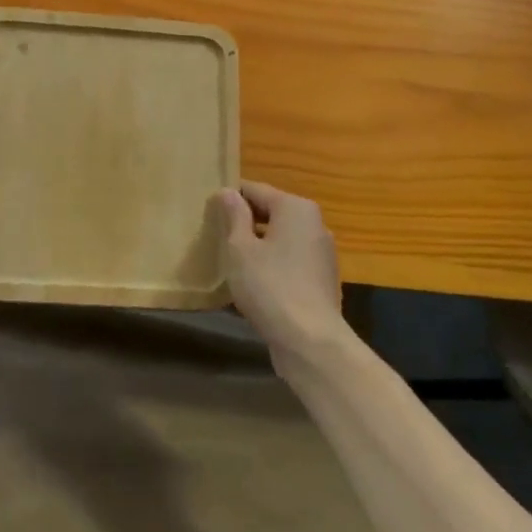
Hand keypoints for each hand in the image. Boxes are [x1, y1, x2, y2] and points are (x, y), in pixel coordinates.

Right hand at [217, 180, 347, 370]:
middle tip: (216, 237)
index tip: (208, 211)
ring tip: (232, 261)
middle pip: (271, 213)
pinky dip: (273, 265)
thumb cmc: (270, 286)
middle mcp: (315, 223)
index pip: (255, 190)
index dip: (230, 198)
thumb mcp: (240, 248)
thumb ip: (234, 216)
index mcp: (296, 208)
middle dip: (245, 223)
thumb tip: (228, 191)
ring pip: (281, 238)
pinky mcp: (323, 279)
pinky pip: (291, 261)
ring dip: (258, 245)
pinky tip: (255, 283)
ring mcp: (322, 253)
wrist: (311, 342)